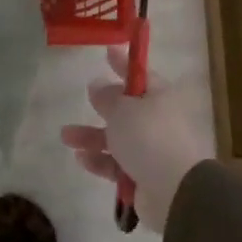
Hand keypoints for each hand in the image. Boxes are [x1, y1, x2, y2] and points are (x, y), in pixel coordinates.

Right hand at [60, 46, 205, 231]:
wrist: (175, 190)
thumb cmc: (149, 137)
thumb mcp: (122, 110)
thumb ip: (107, 97)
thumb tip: (98, 85)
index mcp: (161, 98)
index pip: (139, 75)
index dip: (122, 64)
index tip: (107, 51)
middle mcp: (158, 121)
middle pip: (126, 110)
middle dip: (101, 107)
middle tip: (84, 101)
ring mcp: (153, 150)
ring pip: (117, 139)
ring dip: (91, 137)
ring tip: (65, 137)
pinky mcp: (144, 176)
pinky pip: (118, 164)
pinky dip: (100, 161)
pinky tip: (81, 159)